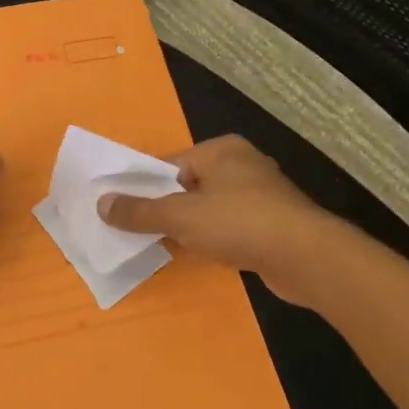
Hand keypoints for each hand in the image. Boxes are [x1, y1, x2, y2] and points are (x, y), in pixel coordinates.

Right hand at [96, 135, 331, 303]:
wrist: (306, 258)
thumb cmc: (238, 223)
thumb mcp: (179, 216)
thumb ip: (139, 211)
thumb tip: (101, 204)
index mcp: (220, 150)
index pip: (168, 164)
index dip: (143, 186)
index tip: (121, 209)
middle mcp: (242, 165)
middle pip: (187, 186)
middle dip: (163, 208)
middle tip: (135, 230)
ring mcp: (260, 196)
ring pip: (208, 209)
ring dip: (187, 227)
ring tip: (161, 245)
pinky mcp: (272, 225)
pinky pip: (228, 227)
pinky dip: (211, 239)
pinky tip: (198, 256)